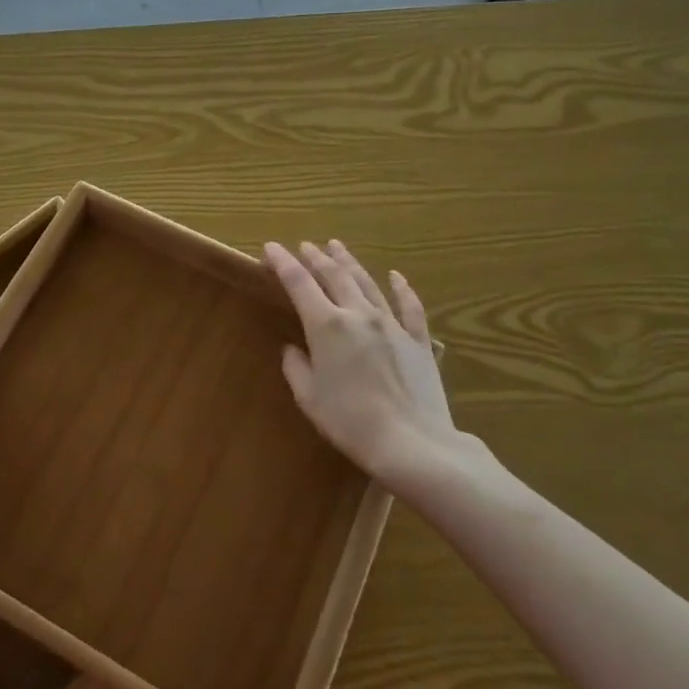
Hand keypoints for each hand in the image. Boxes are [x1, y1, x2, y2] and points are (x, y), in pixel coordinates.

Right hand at [265, 240, 498, 499]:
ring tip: (336, 247)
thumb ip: (297, 366)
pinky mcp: (418, 340)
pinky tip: (396, 275)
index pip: (298, 283)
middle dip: (316, 258)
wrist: (412, 442)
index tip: (271, 248)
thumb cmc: (349, 422)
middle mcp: (358, 315)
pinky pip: (409, 306)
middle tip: (305, 246)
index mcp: (326, 326)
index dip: (282, 263)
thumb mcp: (309, 397)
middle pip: (334, 276)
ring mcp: (392, 325)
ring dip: (349, 262)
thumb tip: (294, 349)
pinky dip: (401, 287)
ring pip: (368, 283)